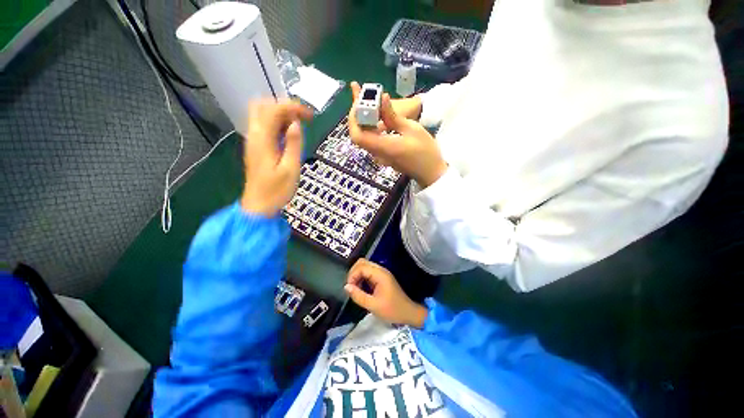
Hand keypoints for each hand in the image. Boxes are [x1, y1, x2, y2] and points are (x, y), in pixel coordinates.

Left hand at [241, 100, 312, 215]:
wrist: (259, 206)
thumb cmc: (277, 190)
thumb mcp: (291, 168)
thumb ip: (293, 144)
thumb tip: (296, 124)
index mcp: (262, 140)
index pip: (274, 110)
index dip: (292, 107)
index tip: (310, 116)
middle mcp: (254, 135)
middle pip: (262, 106)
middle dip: (283, 107)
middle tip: (301, 118)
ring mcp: (253, 141)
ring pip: (262, 115)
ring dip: (280, 115)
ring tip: (298, 126)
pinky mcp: (256, 147)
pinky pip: (264, 127)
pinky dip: (277, 124)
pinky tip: (289, 135)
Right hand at [344, 259, 427, 327]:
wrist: (408, 313)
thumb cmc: (392, 310)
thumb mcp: (373, 305)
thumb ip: (358, 295)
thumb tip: (346, 287)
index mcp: (380, 274)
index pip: (361, 266)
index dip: (352, 275)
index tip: (349, 288)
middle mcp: (380, 270)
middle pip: (362, 263)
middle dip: (353, 273)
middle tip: (350, 287)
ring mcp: (381, 273)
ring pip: (364, 266)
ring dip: (357, 275)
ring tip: (354, 289)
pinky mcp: (381, 278)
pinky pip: (368, 272)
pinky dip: (361, 278)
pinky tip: (360, 288)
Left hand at [348, 83, 446, 187]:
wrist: (430, 172)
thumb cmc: (425, 151)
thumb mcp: (411, 130)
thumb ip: (392, 116)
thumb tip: (381, 99)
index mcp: (383, 147)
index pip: (357, 135)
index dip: (354, 118)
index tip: (359, 101)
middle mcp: (377, 153)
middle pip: (359, 133)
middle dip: (357, 113)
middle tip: (360, 93)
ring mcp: (379, 155)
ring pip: (365, 135)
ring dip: (364, 117)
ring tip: (367, 98)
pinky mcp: (383, 154)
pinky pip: (372, 138)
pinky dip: (371, 125)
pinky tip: (376, 113)